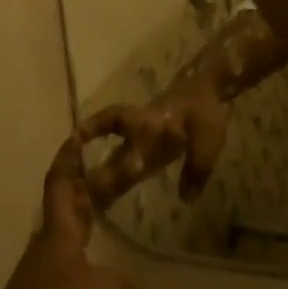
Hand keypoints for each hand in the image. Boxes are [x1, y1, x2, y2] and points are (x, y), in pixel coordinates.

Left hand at [0, 134, 138, 288]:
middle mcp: (46, 243)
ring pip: (61, 239)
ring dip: (79, 230)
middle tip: (103, 177)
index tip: (74, 135)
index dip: (68, 157)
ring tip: (101, 230)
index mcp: (60, 228)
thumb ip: (124, 287)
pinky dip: (77, 269)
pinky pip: (60, 273)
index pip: (61, 181)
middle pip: (63, 207)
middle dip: (81, 190)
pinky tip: (93, 287)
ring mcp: (37, 273)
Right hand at [80, 70, 232, 207]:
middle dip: (99, 168)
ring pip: (121, 151)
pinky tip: (118, 186)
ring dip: (108, 170)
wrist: (212, 89)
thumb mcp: (207, 141)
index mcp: (150, 121)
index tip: (74, 137)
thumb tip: (184, 199)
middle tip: (81, 191)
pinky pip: (133, 154)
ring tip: (93, 197)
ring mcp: (148, 133)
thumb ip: (196, 169)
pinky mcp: (156, 140)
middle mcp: (143, 127)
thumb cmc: (206, 111)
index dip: (96, 126)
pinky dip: (122, 168)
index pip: (118, 121)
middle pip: (116, 147)